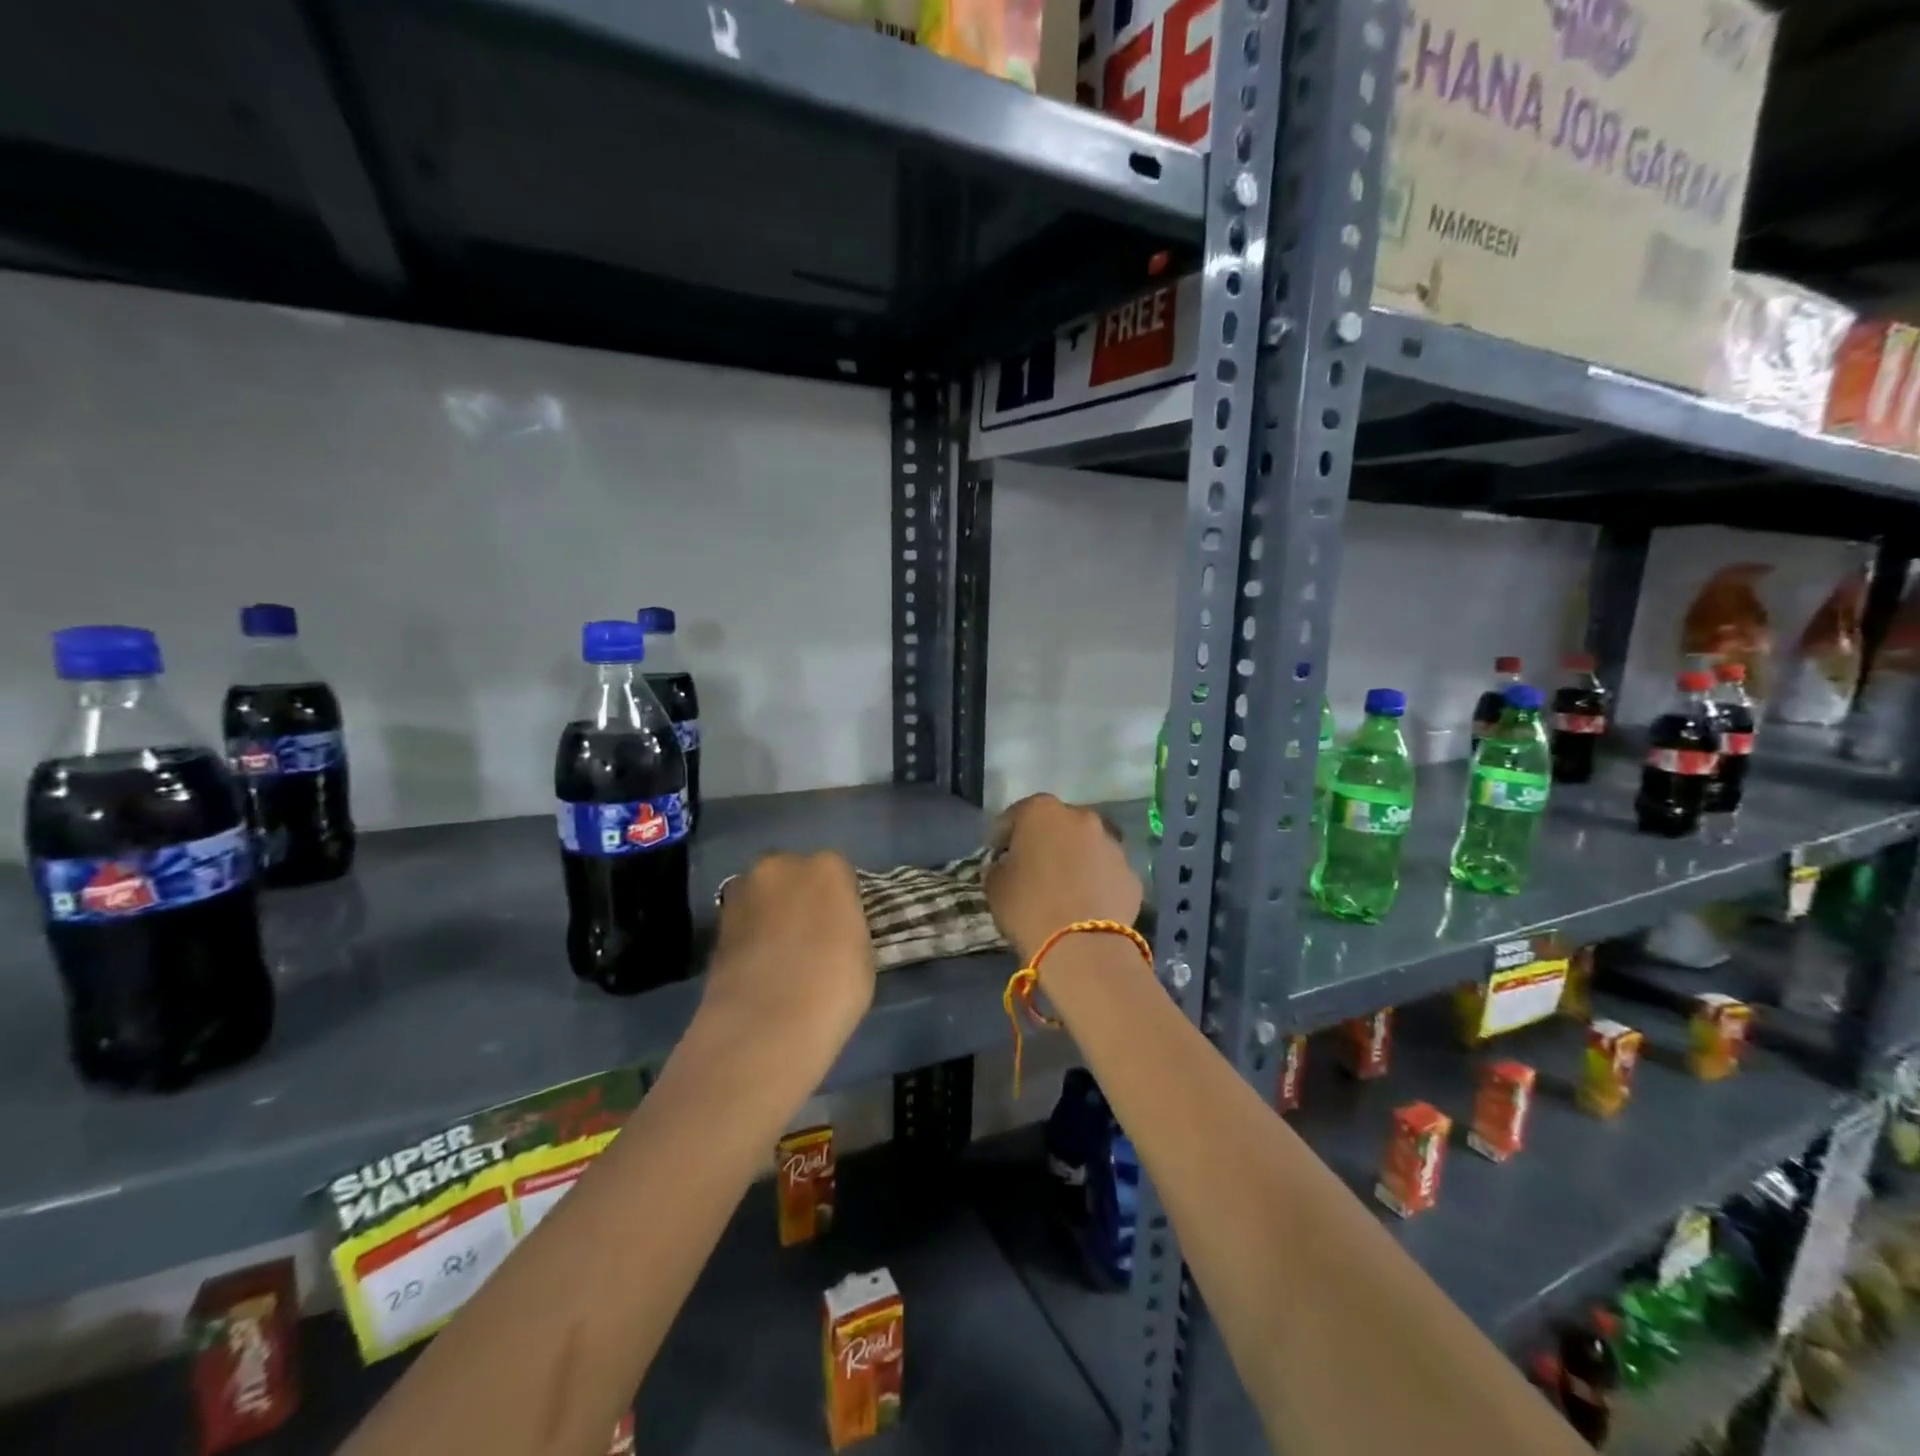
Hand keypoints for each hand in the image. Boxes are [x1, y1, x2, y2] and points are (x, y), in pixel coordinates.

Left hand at [700, 852, 875, 1062]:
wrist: (764, 1027)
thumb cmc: (833, 987)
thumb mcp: (862, 952)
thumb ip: (846, 925)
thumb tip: (833, 929)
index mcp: (827, 867)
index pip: (838, 872)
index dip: (840, 900)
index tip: (842, 927)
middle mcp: (781, 866)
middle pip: (794, 873)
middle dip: (799, 896)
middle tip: (809, 935)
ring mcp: (742, 891)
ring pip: (763, 894)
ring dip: (770, 912)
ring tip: (780, 953)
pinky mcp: (715, 922)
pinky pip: (742, 920)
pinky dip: (749, 934)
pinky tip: (758, 965)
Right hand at [984, 795, 1142, 963]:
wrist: (1082, 946)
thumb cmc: (1028, 907)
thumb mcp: (994, 885)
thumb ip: (1000, 866)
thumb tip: (1007, 866)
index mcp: (1042, 811)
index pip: (1015, 816)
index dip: (1003, 838)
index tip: (997, 857)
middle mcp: (1081, 817)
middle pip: (1057, 826)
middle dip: (1044, 843)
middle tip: (1032, 870)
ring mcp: (1112, 844)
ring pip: (1086, 847)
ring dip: (1074, 860)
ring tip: (1063, 890)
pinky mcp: (1132, 874)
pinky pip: (1106, 873)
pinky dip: (1096, 883)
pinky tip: (1086, 906)